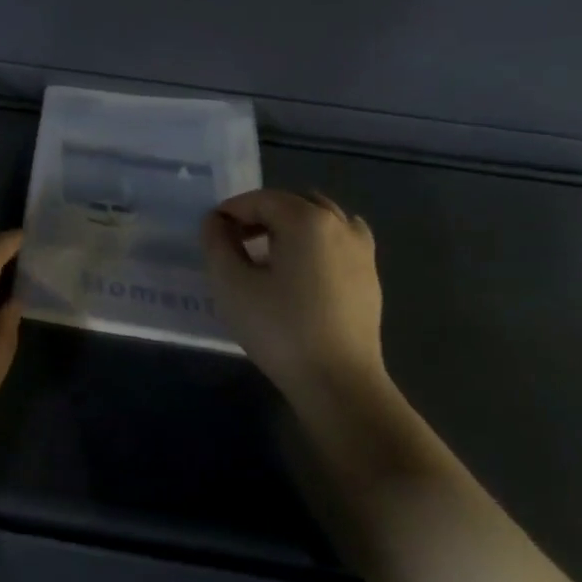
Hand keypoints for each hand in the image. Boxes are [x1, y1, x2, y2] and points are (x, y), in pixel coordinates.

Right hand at [201, 189, 386, 400]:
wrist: (338, 381)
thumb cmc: (279, 328)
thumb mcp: (231, 284)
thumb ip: (217, 244)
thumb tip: (216, 222)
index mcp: (307, 219)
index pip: (261, 199)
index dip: (231, 211)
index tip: (211, 234)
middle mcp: (340, 224)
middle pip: (292, 204)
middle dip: (260, 216)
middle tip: (235, 244)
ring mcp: (361, 250)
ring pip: (319, 220)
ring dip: (290, 228)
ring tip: (267, 258)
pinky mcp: (370, 276)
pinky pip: (339, 242)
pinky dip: (316, 244)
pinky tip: (301, 271)